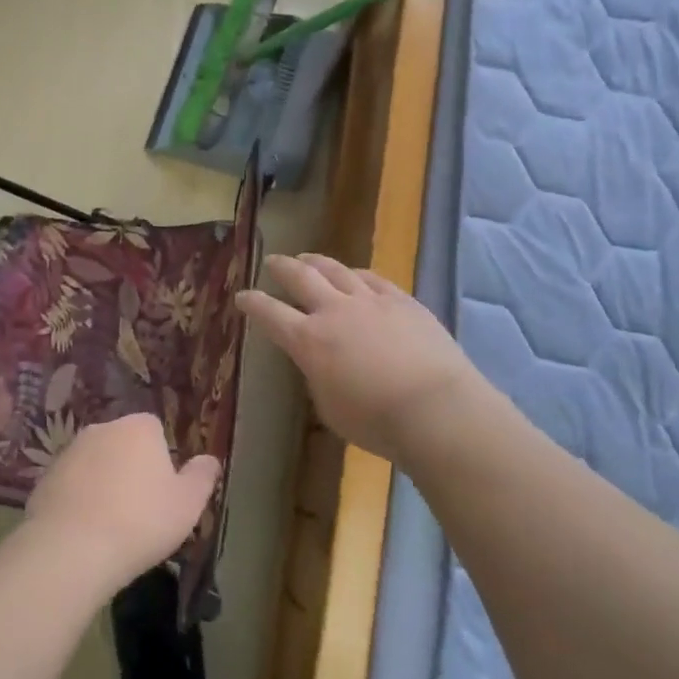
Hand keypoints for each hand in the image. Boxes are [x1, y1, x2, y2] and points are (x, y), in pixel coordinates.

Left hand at [23, 414, 218, 596]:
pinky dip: (78, 500)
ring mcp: (69, 451)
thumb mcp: (188, 504)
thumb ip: (202, 477)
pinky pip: (70, 485)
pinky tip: (84, 532)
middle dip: (130, 468)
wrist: (71, 548)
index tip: (163, 492)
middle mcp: (102, 428)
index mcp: (139, 427)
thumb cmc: (141, 522)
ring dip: (102, 484)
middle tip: (139, 510)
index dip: (160, 460)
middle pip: (123, 444)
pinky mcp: (44, 477)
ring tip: (110, 525)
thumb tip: (210, 460)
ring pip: (95, 464)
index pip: (155, 430)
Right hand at [237, 253, 482, 462]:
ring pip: (336, 270)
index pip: (270, 314)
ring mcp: (370, 301)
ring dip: (317, 262)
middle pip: (300, 277)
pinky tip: (355, 274)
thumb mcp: (329, 407)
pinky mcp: (402, 301)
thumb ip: (318, 376)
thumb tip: (320, 362)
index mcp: (308, 341)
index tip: (242, 297)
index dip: (252, 304)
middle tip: (272, 262)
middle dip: (281, 267)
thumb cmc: (376, 421)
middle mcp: (334, 311)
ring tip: (307, 257)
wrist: (435, 410)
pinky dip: (357, 274)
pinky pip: (373, 278)